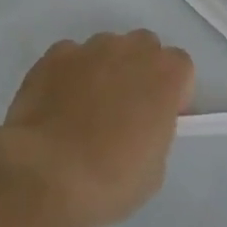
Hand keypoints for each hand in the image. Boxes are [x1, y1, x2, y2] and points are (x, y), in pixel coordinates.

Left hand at [0, 31, 194, 226]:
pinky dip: (69, 74)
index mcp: (165, 75)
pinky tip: (58, 105)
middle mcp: (130, 50)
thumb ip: (155, 131)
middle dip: (139, 71)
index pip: (181, 67)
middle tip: (125, 109)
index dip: (172, 91)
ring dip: (104, 69)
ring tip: (85, 108)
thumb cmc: (110, 179)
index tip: (160, 117)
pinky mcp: (54, 55)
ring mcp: (89, 48)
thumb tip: (139, 126)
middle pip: (144, 47)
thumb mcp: (154, 168)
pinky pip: (71, 57)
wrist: (46, 173)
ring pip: (106, 48)